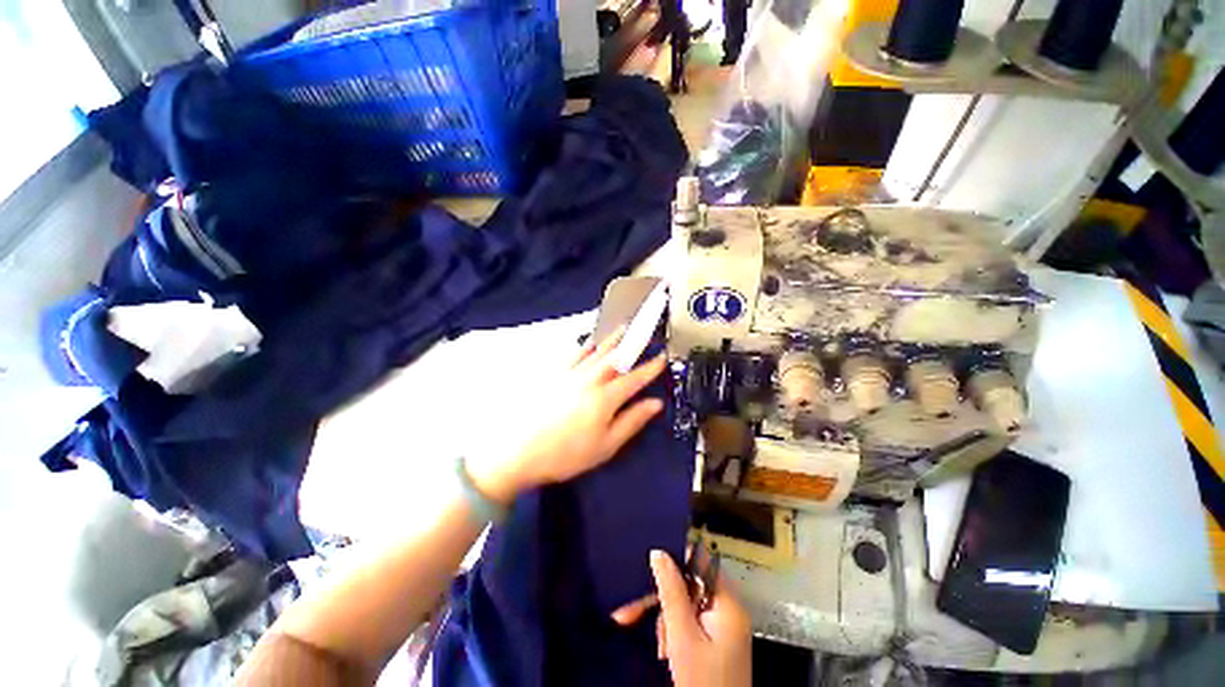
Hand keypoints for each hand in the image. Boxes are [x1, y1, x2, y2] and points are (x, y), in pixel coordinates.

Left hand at [467, 327, 666, 503]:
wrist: (516, 451)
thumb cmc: (564, 454)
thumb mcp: (605, 446)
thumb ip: (631, 422)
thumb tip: (654, 405)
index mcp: (605, 398)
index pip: (634, 378)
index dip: (650, 368)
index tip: (661, 357)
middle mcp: (589, 380)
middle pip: (615, 357)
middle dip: (631, 343)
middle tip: (641, 331)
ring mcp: (568, 374)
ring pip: (595, 351)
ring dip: (611, 339)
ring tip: (620, 327)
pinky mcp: (551, 374)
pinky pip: (572, 354)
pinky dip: (584, 345)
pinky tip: (588, 342)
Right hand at [612, 550, 751, 686]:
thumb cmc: (701, 680)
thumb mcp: (682, 635)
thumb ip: (671, 591)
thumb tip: (659, 552)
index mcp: (728, 603)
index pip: (702, 563)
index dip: (678, 559)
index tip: (653, 562)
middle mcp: (729, 610)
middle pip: (691, 586)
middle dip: (665, 599)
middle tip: (634, 611)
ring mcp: (723, 627)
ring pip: (688, 605)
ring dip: (668, 619)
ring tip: (662, 646)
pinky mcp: (716, 641)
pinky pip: (691, 622)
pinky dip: (676, 632)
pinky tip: (667, 650)